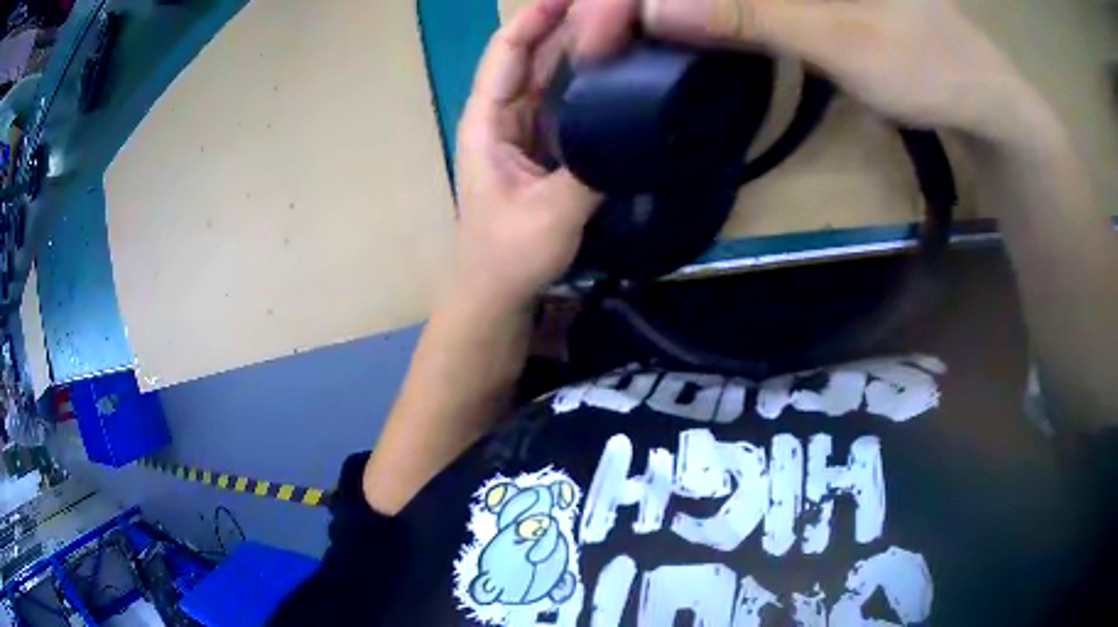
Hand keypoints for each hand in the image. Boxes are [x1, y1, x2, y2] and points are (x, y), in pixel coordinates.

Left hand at [452, 0, 598, 313]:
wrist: (498, 291)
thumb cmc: (508, 255)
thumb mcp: (550, 214)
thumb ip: (588, 172)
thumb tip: (630, 132)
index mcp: (488, 122)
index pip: (506, 53)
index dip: (534, 18)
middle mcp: (505, 116)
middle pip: (532, 55)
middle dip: (566, 25)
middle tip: (615, 9)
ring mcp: (527, 130)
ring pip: (552, 75)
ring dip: (581, 48)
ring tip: (623, 26)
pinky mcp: (548, 147)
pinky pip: (568, 102)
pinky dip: (590, 81)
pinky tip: (620, 70)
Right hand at [571, 0, 1042, 141]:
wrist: (974, 94)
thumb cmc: (929, 63)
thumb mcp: (844, 38)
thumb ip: (752, 14)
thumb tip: (655, 9)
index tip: (599, 28)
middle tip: (592, 41)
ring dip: (647, 6)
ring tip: (610, 40)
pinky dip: (686, 13)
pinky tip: (660, 30)